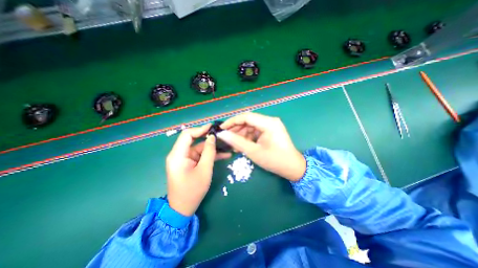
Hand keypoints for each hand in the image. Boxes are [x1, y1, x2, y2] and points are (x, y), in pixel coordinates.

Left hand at [166, 124, 230, 216]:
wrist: (183, 209)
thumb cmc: (193, 190)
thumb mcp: (204, 170)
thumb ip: (209, 152)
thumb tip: (212, 137)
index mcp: (178, 155)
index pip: (187, 135)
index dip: (200, 129)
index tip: (213, 128)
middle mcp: (179, 154)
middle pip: (194, 140)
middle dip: (208, 138)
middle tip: (222, 136)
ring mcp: (184, 159)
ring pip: (199, 148)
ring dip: (212, 147)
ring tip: (227, 145)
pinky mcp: (189, 163)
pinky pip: (200, 155)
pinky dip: (210, 155)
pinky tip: (224, 155)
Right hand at [218, 112, 306, 181]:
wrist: (293, 168)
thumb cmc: (274, 160)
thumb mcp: (253, 151)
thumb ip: (237, 141)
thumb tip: (222, 134)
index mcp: (268, 123)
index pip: (246, 117)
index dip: (232, 121)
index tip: (221, 128)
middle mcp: (270, 121)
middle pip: (249, 120)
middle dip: (236, 128)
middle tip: (226, 137)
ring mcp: (271, 125)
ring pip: (251, 126)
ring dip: (242, 133)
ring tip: (233, 144)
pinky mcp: (271, 131)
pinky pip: (256, 130)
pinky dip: (248, 136)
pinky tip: (242, 144)